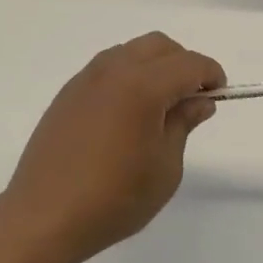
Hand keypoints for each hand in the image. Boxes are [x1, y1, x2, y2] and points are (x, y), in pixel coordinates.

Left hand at [1, 33, 224, 262]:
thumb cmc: (114, 198)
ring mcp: (86, 79)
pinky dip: (128, 76)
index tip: (218, 94)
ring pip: (130, 52)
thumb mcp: (165, 167)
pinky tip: (128, 113)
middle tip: (192, 98)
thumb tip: (198, 100)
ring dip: (154, 67)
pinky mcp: (68, 93)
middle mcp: (113, 71)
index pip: (188, 63)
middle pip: (159, 46)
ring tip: (160, 106)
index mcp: (142, 86)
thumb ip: (183, 124)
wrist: (44, 216)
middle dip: (183, 63)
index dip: (210, 74)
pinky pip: (107, 68)